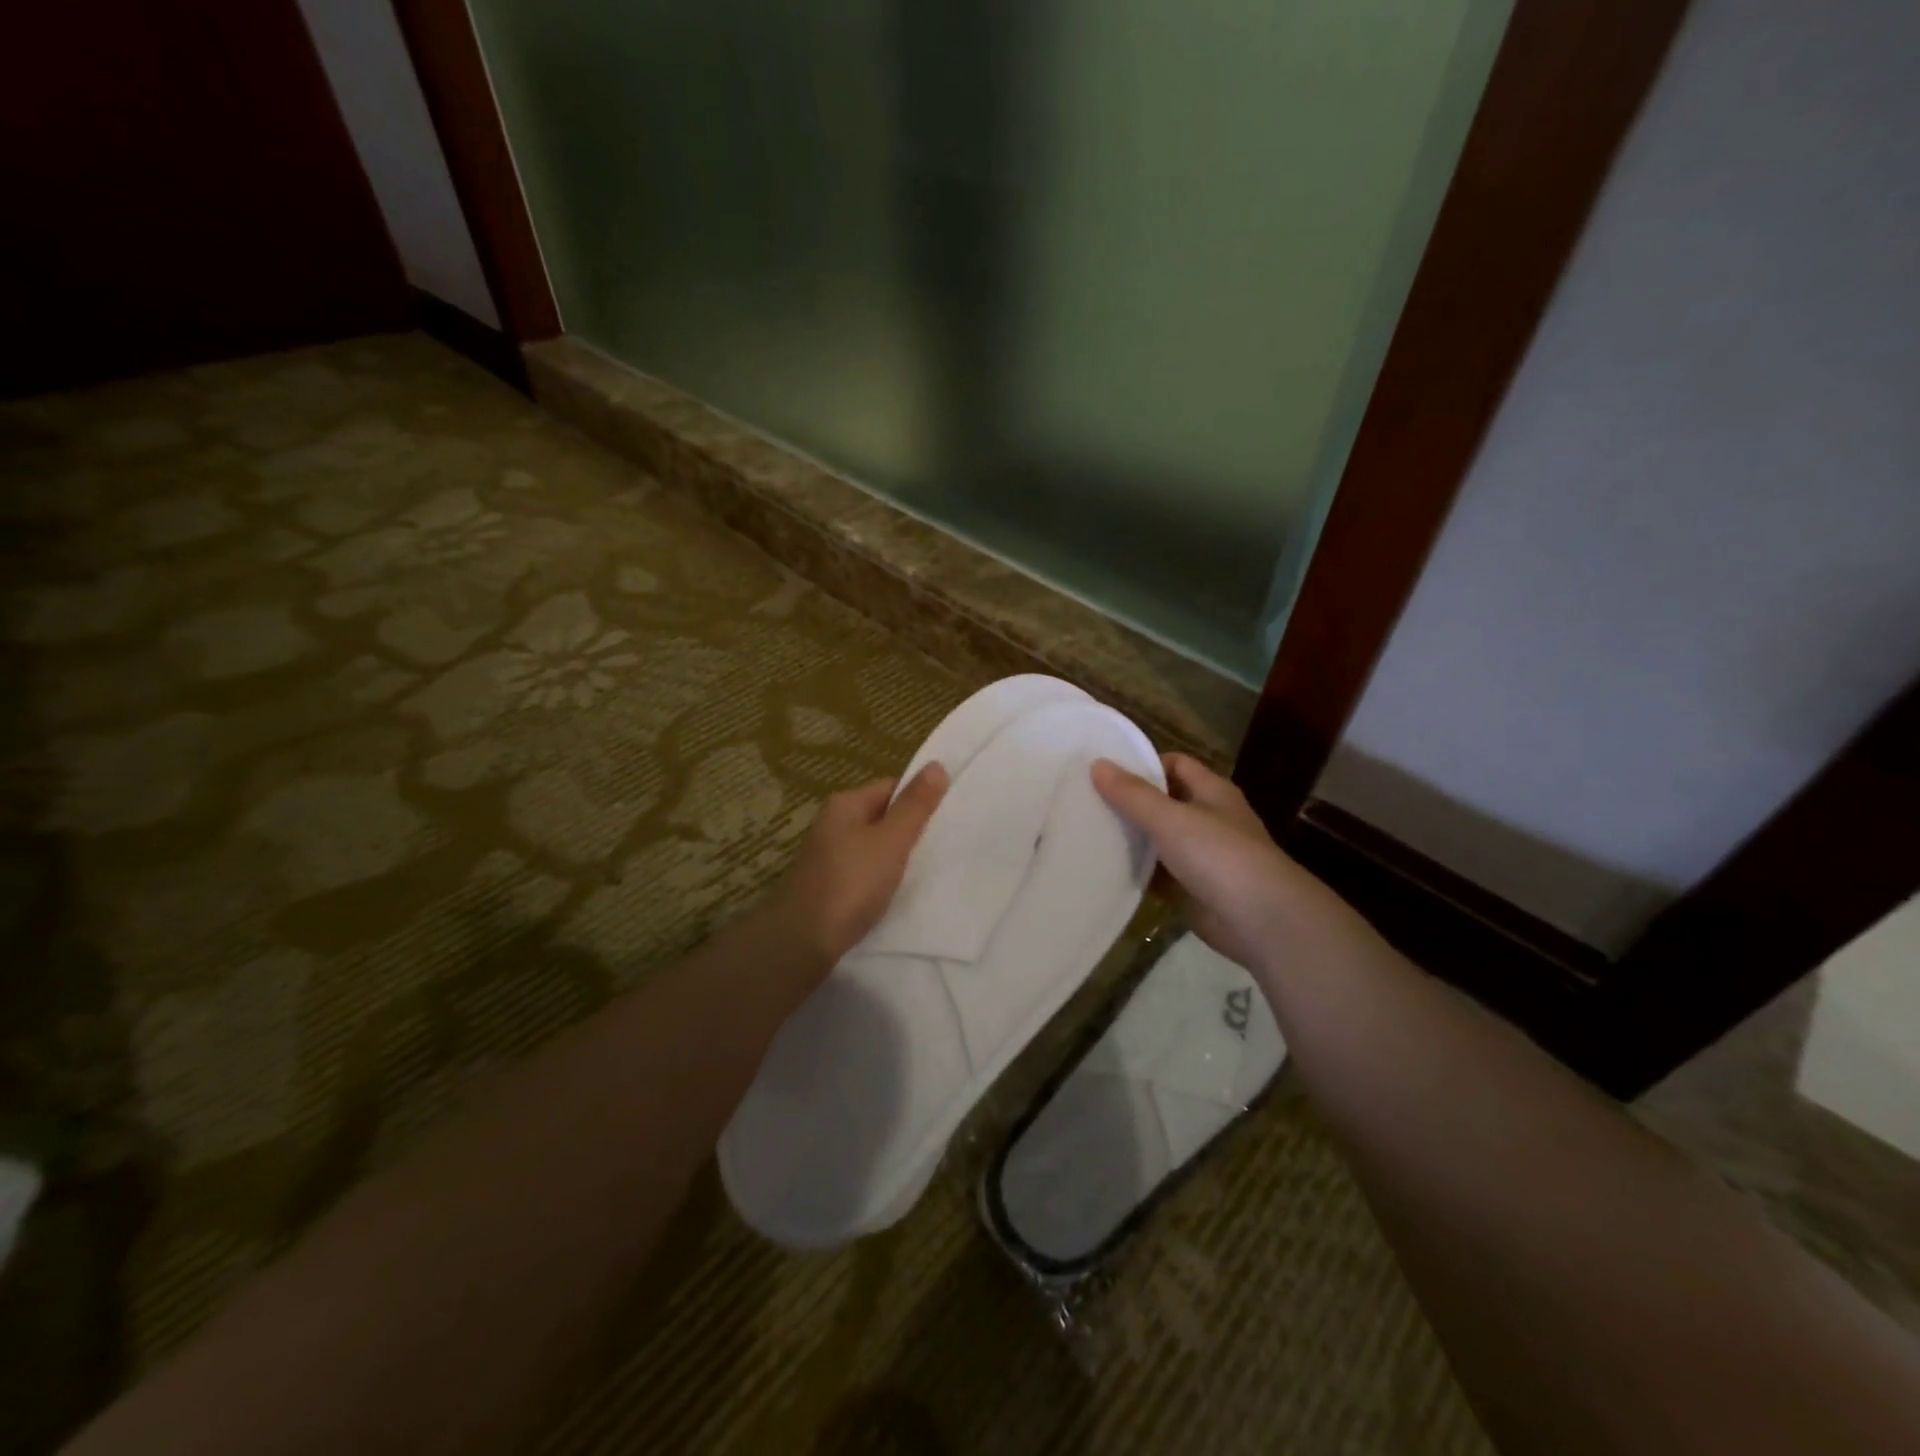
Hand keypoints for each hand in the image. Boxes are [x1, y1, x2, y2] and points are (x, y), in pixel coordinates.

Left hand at [770, 764, 948, 967]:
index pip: (891, 787)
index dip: (919, 799)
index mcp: (845, 804)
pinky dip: (882, 877)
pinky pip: (864, 870)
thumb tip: (936, 765)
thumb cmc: (851, 883)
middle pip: (882, 816)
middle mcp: (833, 823)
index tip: (945, 818)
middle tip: (941, 845)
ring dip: (896, 856)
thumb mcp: (891, 841)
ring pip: (874, 846)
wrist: (804, 940)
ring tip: (925, 869)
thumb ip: (915, 806)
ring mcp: (828, 855)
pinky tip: (897, 891)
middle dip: (910, 829)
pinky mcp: (829, 885)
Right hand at [1092, 753, 1331, 971]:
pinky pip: (1159, 874)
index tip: (1104, 771)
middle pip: (1164, 802)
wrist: (1261, 921)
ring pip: (1159, 839)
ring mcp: (1202, 857)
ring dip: (1131, 837)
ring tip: (1086, 832)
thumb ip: (1132, 794)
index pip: (1175, 764)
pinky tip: (1105, 869)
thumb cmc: (1219, 856)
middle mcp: (1209, 819)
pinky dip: (1137, 871)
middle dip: (1130, 802)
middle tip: (1085, 801)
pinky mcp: (1192, 889)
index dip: (1143, 764)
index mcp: (1212, 792)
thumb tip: (1097, 763)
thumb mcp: (1171, 818)